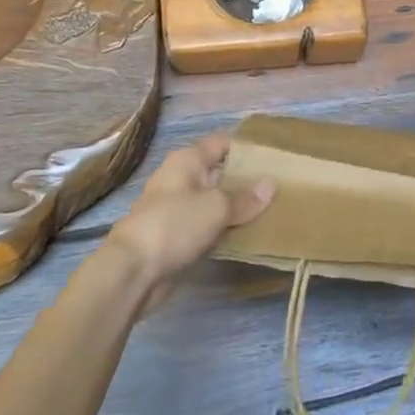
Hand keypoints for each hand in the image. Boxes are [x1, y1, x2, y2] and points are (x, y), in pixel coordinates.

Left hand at [104, 134, 274, 298]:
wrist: (133, 271)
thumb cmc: (174, 225)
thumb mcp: (216, 207)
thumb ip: (245, 198)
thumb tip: (270, 184)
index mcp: (187, 161)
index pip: (221, 143)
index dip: (246, 147)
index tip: (274, 156)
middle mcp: (181, 179)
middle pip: (219, 172)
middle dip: (246, 179)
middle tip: (280, 186)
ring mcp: (178, 209)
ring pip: (214, 202)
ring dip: (237, 207)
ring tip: (272, 210)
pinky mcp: (177, 236)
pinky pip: (208, 226)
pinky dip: (225, 229)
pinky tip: (248, 235)